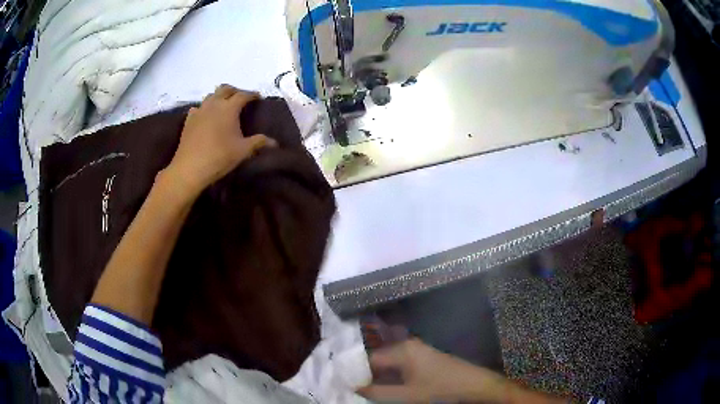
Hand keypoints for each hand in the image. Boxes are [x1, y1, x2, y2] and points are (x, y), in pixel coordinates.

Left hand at [164, 84, 276, 197]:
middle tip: (241, 98)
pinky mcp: (188, 120)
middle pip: (225, 89)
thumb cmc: (219, 157)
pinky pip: (198, 108)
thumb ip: (259, 143)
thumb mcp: (243, 151)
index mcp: (229, 108)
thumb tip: (275, 143)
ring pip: (210, 96)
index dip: (252, 94)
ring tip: (224, 106)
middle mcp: (214, 104)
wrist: (190, 168)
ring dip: (219, 97)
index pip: (243, 95)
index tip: (258, 98)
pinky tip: (205, 117)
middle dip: (234, 91)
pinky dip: (204, 108)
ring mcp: (199, 111)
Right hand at [358, 339, 511, 402]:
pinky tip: (390, 387)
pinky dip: (392, 376)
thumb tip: (353, 388)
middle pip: (378, 359)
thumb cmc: (440, 389)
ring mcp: (418, 350)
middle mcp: (408, 345)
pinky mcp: (425, 358)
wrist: (474, 385)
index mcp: (402, 350)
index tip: (347, 385)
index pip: (369, 359)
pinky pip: (401, 365)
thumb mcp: (406, 395)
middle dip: (367, 375)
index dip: (356, 373)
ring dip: (380, 377)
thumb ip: (377, 392)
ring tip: (371, 390)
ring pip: (389, 363)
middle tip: (358, 389)